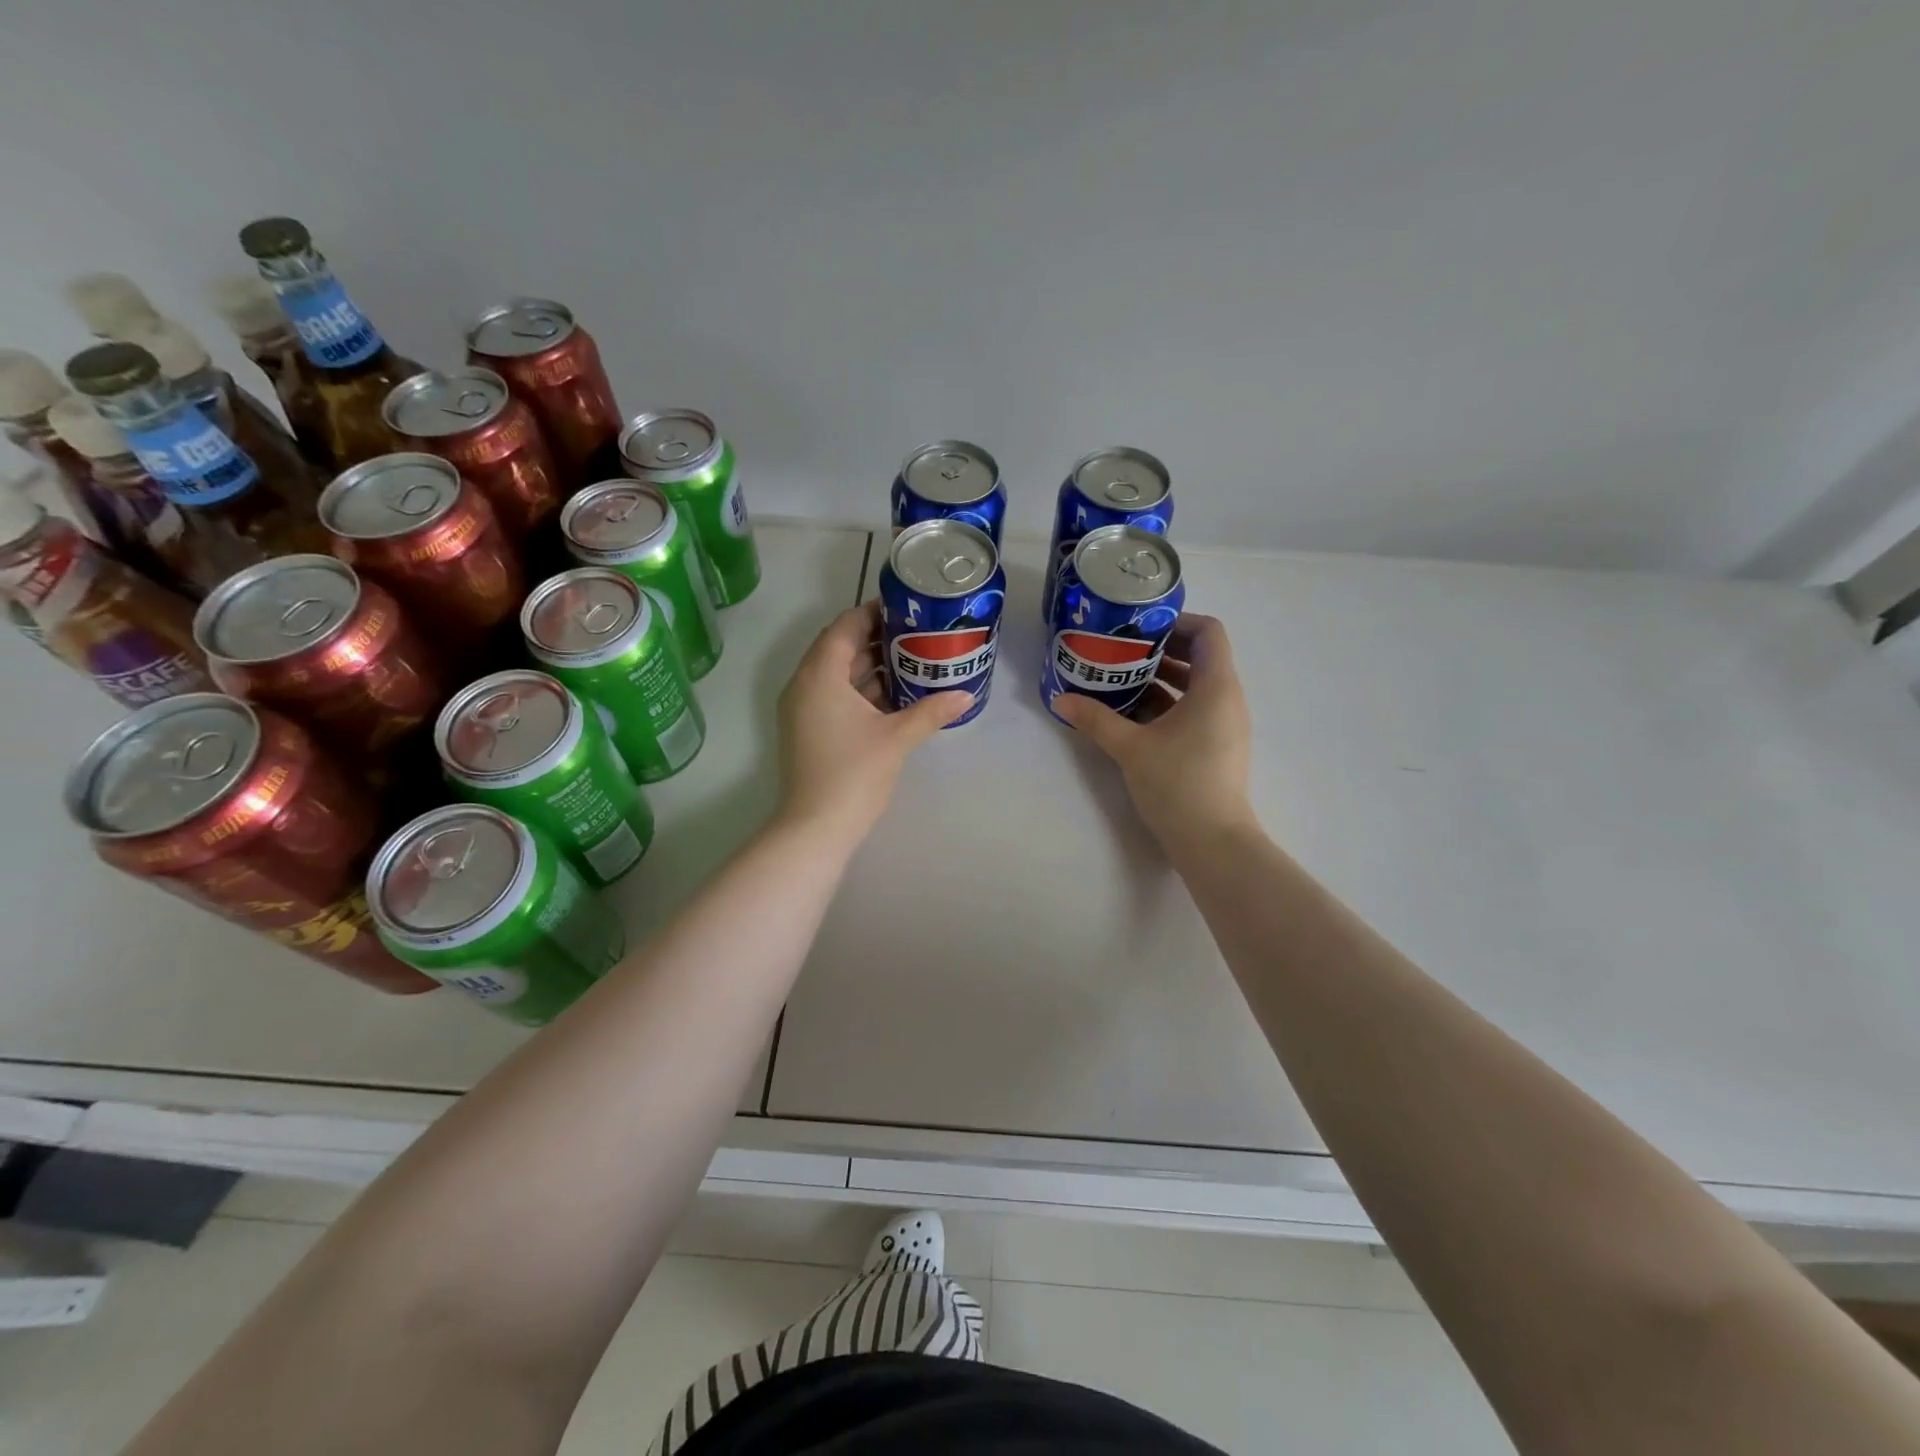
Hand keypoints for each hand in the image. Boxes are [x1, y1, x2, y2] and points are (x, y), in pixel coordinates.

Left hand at [776, 601, 971, 844]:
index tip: (907, 610)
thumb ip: (931, 711)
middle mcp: (804, 684)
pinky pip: (834, 695)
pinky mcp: (808, 729)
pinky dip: (860, 690)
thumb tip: (966, 695)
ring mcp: (803, 709)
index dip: (874, 613)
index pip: (845, 627)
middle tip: (917, 634)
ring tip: (912, 660)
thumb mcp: (897, 738)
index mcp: (820, 675)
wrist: (815, 827)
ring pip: (837, 673)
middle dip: (877, 639)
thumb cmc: (854, 773)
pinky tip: (894, 695)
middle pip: (839, 647)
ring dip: (870, 665)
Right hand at [1053, 613, 1254, 850]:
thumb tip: (1060, 699)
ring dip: (1161, 679)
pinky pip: (1194, 710)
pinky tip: (1132, 715)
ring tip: (1120, 680)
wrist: (1213, 842)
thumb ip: (1096, 719)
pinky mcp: (1217, 746)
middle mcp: (1227, 699)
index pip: (1209, 632)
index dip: (1177, 622)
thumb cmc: (1177, 784)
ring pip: (1196, 686)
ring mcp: (1225, 724)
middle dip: (1161, 650)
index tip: (1140, 629)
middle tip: (1120, 651)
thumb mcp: (1130, 748)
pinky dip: (1167, 704)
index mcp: (1216, 687)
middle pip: (1201, 656)